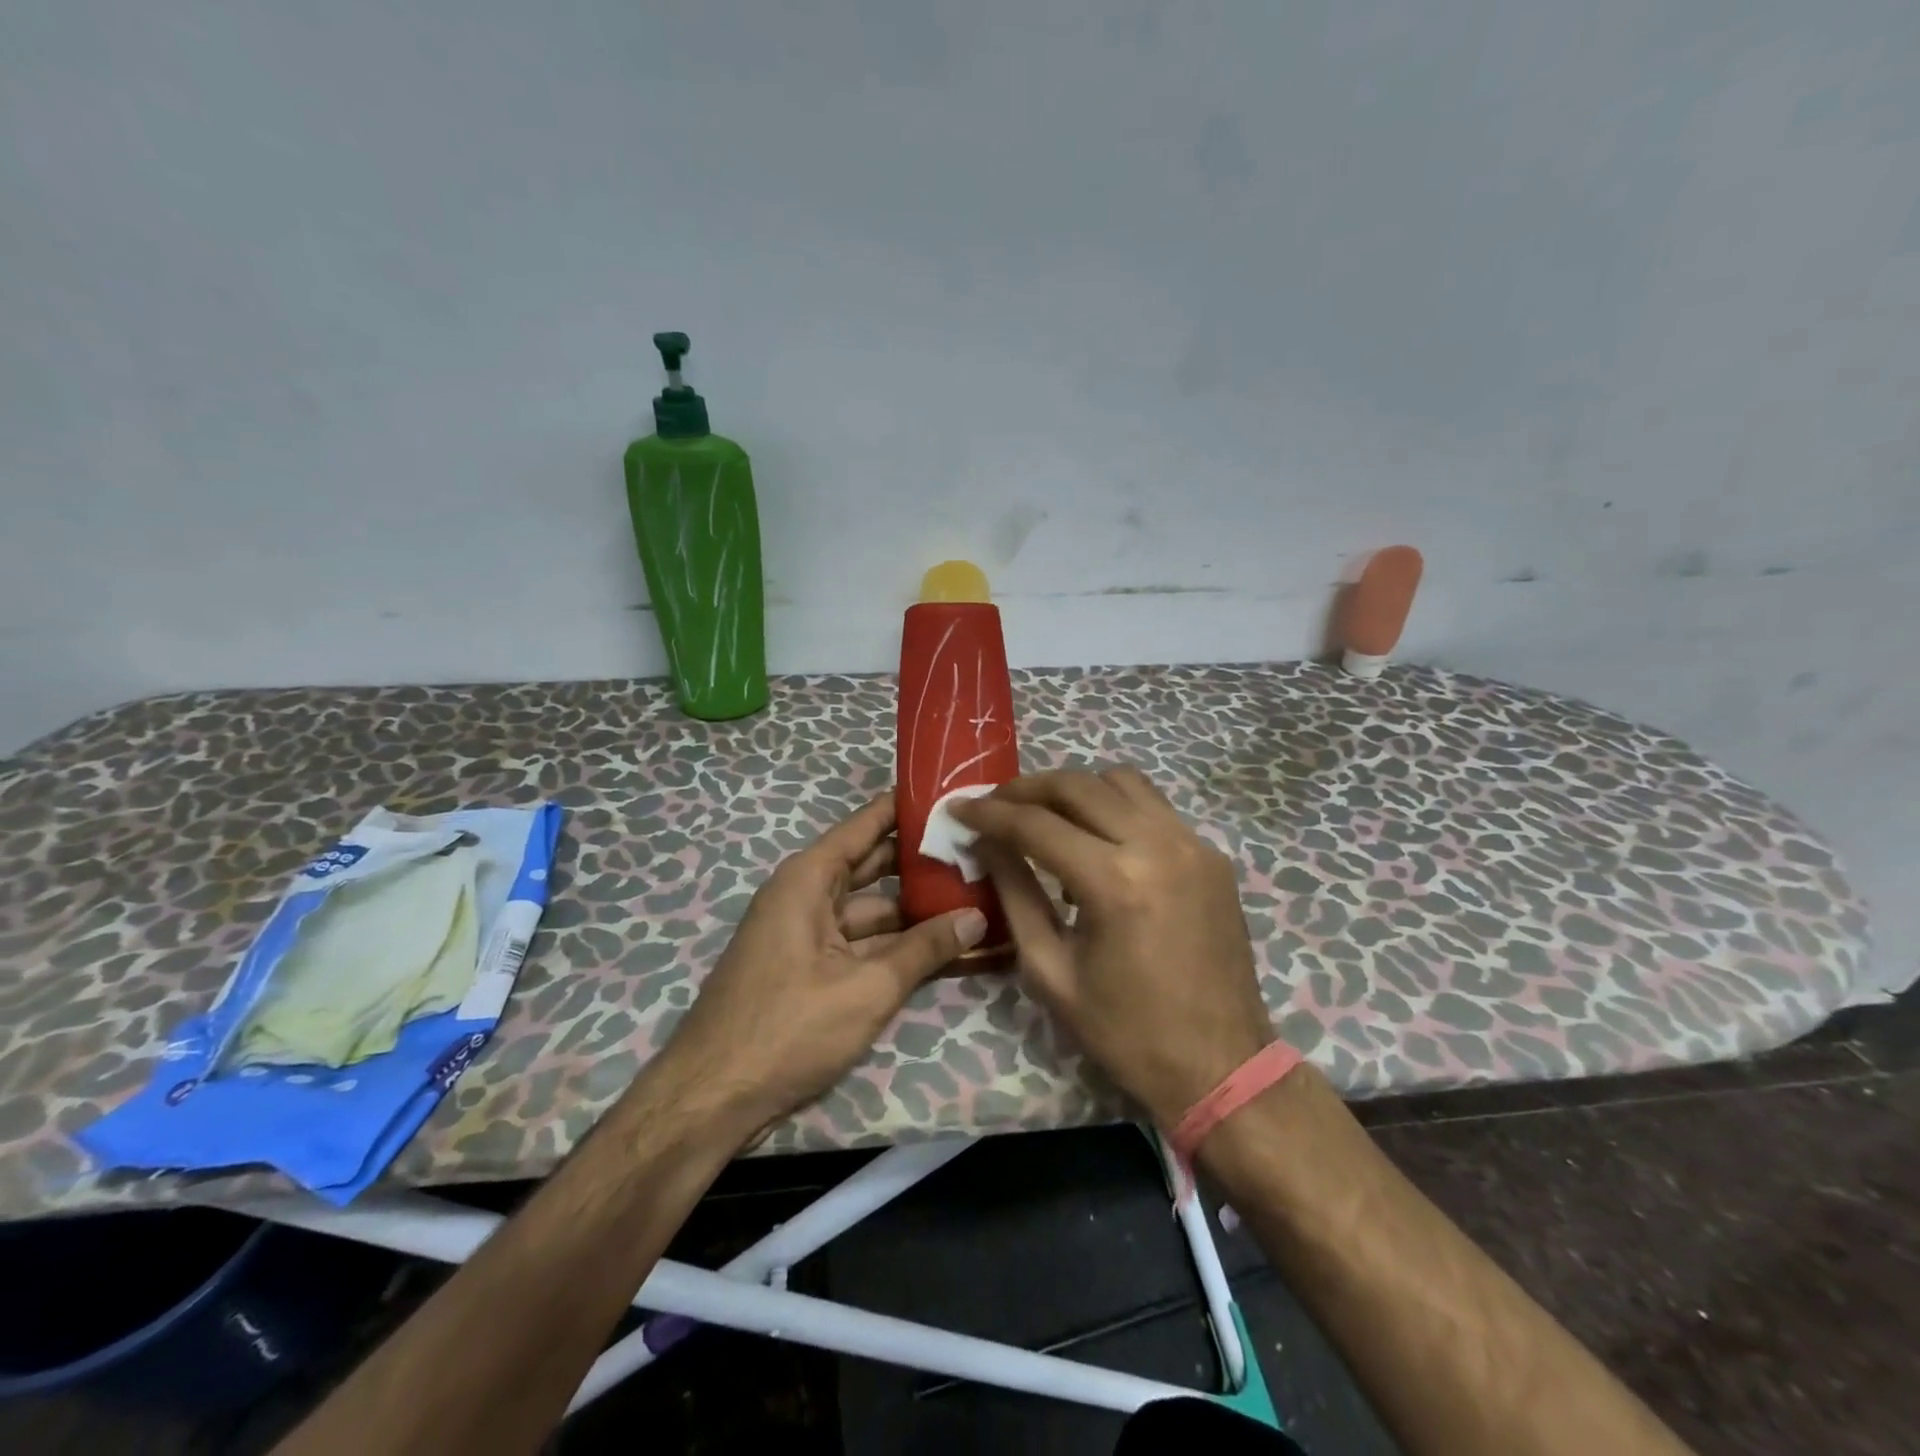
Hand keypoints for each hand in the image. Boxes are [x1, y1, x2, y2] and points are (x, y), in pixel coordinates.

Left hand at [657, 793, 986, 1133]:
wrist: (711, 1100)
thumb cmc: (788, 1028)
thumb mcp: (866, 988)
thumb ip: (924, 950)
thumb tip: (976, 918)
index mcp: (809, 879)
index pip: (866, 825)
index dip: (907, 808)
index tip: (952, 794)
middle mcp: (806, 896)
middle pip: (874, 866)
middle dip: (922, 862)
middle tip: (977, 851)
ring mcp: (808, 934)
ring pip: (872, 910)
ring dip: (916, 910)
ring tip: (974, 899)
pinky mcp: (811, 969)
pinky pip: (861, 943)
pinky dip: (896, 945)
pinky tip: (941, 947)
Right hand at [951, 767, 1272, 1128]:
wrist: (1220, 1064)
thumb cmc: (1125, 1031)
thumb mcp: (1050, 971)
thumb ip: (1015, 895)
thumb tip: (985, 844)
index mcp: (1114, 884)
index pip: (1036, 824)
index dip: (990, 812)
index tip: (959, 807)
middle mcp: (1157, 846)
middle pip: (1078, 785)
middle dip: (1026, 788)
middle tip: (995, 804)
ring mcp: (1192, 844)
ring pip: (1120, 781)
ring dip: (1074, 789)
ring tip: (1045, 814)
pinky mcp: (1211, 854)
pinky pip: (1153, 806)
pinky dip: (1115, 806)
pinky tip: (1097, 838)